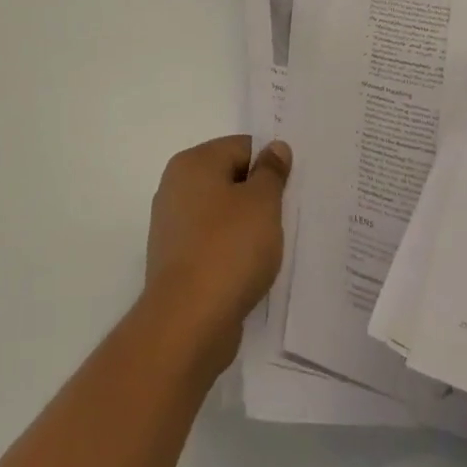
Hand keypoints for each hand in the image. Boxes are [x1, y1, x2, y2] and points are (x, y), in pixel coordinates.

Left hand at [142, 136, 290, 371]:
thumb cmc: (228, 248)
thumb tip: (274, 147)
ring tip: (276, 244)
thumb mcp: (262, 203)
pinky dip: (233, 251)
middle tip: (291, 214)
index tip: (293, 187)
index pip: (241, 146)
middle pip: (230, 178)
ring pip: (222, 214)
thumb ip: (271, 171)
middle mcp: (176, 188)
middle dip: (260, 195)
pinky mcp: (177, 261)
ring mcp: (173, 226)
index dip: (270, 163)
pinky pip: (213, 243)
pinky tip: (254, 268)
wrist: (188, 320)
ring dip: (249, 225)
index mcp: (193, 163)